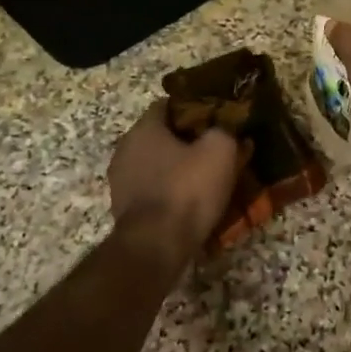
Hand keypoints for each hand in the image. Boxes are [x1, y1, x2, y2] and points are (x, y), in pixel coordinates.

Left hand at [107, 102, 240, 266]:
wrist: (156, 246)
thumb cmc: (187, 190)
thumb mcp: (220, 151)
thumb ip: (225, 130)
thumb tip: (229, 129)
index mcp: (144, 128)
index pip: (168, 105)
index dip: (195, 109)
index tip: (216, 120)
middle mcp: (125, 149)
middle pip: (161, 136)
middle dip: (187, 141)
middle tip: (215, 151)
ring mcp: (120, 181)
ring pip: (156, 164)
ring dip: (178, 169)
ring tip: (206, 179)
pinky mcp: (124, 208)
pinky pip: (153, 190)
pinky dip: (169, 192)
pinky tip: (190, 203)